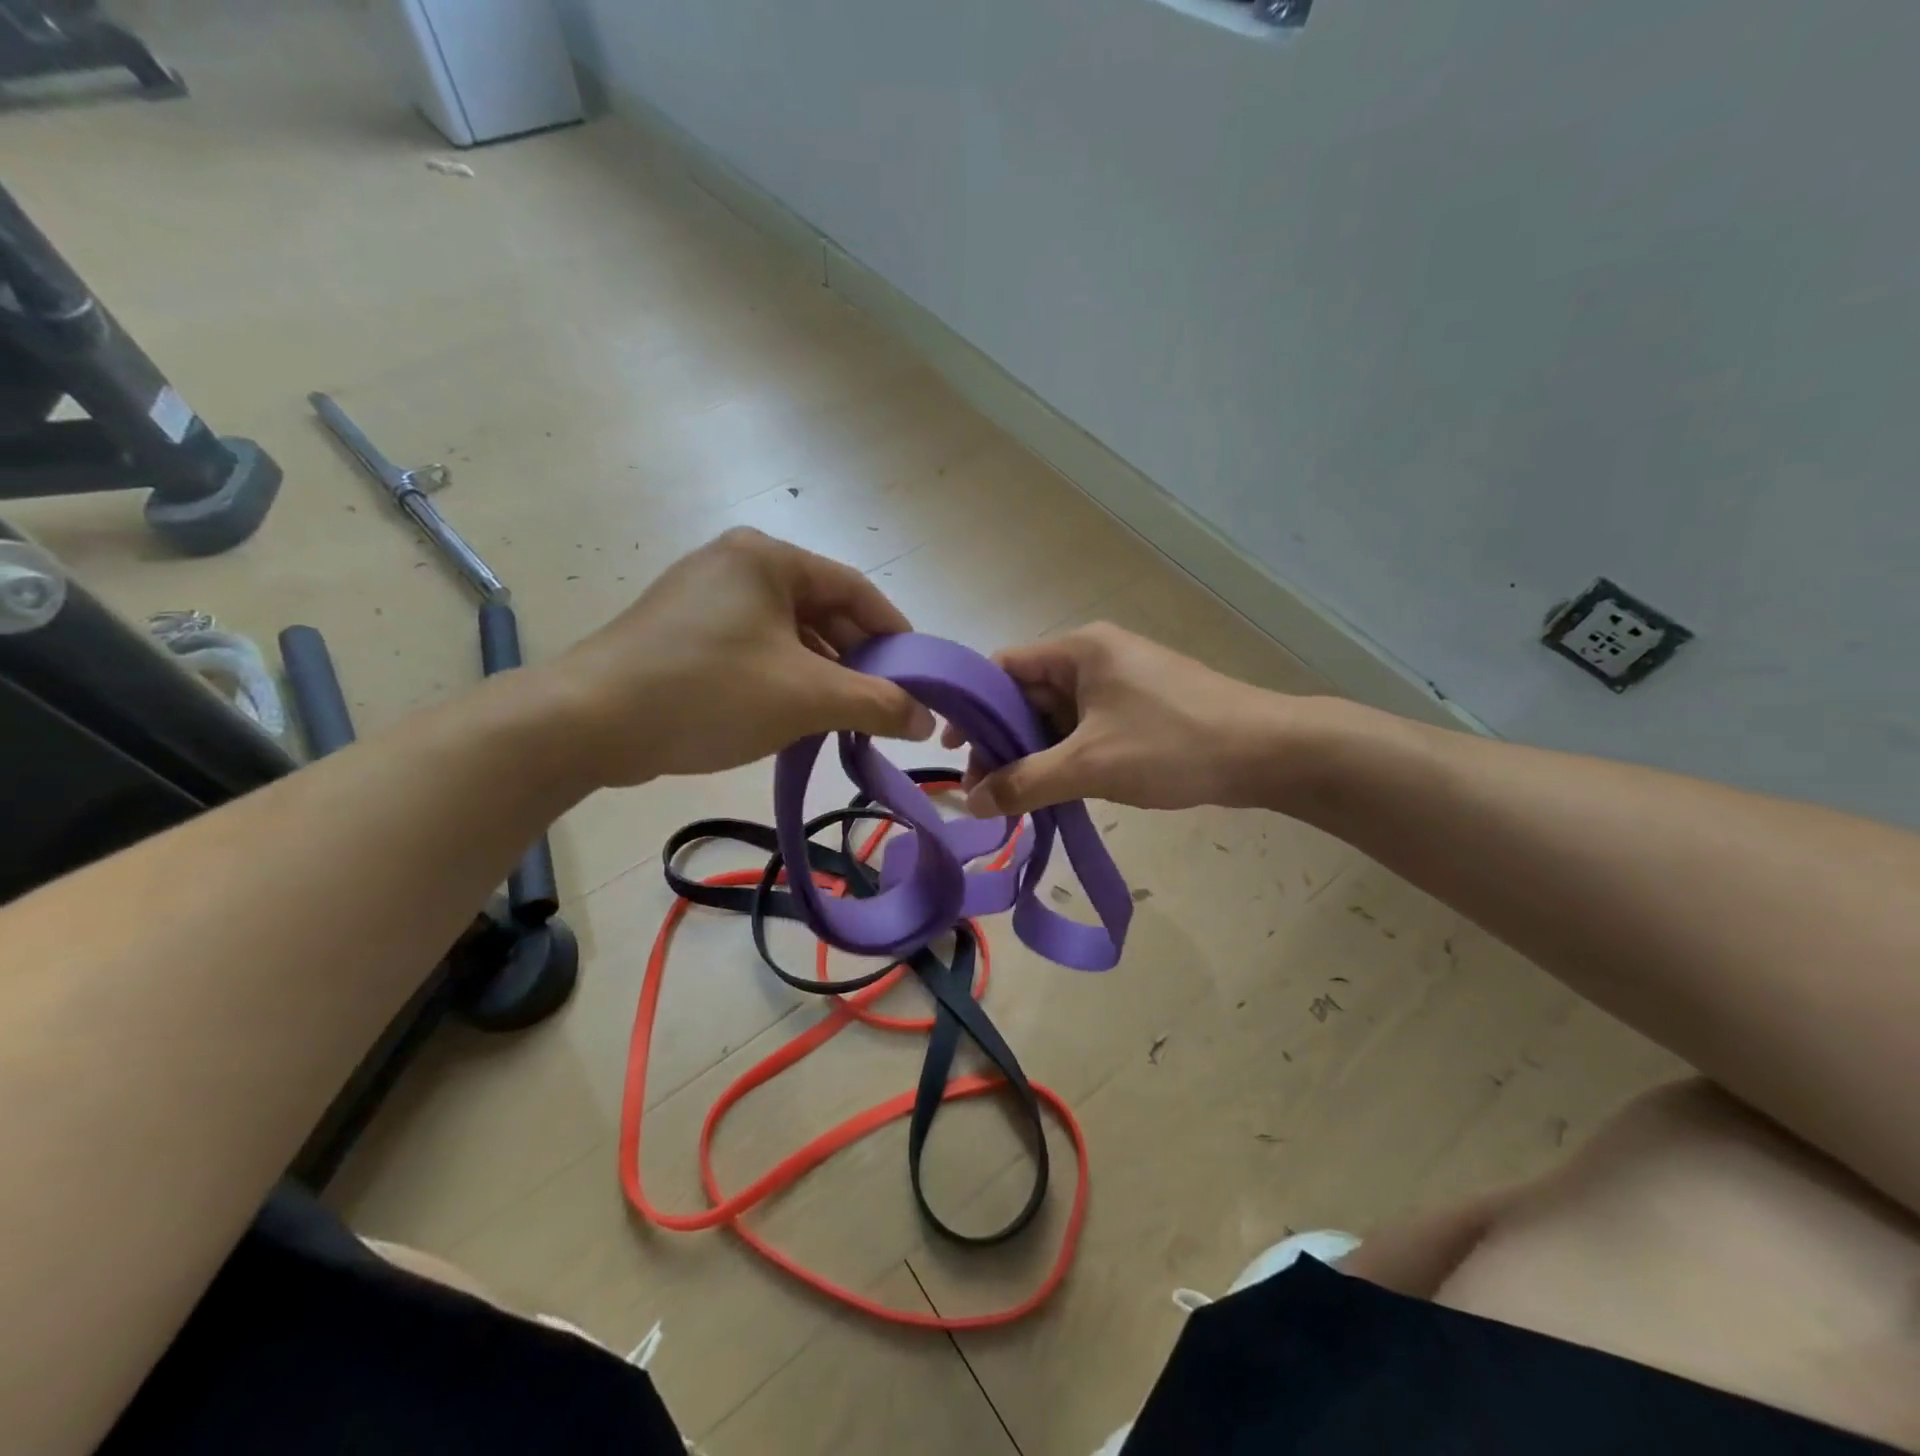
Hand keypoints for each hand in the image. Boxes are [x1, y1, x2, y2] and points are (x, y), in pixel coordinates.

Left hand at [545, 529, 934, 786]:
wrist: (588, 722)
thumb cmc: (709, 692)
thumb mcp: (806, 698)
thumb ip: (876, 704)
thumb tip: (926, 721)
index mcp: (769, 558)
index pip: (856, 590)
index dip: (895, 633)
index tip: (919, 676)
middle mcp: (737, 564)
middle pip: (822, 610)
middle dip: (857, 661)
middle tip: (884, 705)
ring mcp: (705, 596)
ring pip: (788, 633)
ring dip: (822, 675)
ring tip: (843, 719)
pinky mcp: (684, 631)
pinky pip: (755, 648)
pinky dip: (784, 678)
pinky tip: (794, 716)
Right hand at [944, 623, 1287, 815]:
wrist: (1268, 752)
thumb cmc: (1173, 744)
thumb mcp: (1090, 765)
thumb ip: (1025, 782)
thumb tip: (971, 803)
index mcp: (1078, 650)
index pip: (1003, 667)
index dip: (972, 705)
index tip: (953, 749)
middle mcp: (1094, 657)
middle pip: (1027, 694)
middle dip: (1001, 740)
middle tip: (984, 788)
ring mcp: (1119, 683)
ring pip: (1056, 716)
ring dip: (1033, 753)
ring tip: (1015, 797)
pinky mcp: (1138, 709)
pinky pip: (1084, 728)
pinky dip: (1064, 756)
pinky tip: (1054, 789)